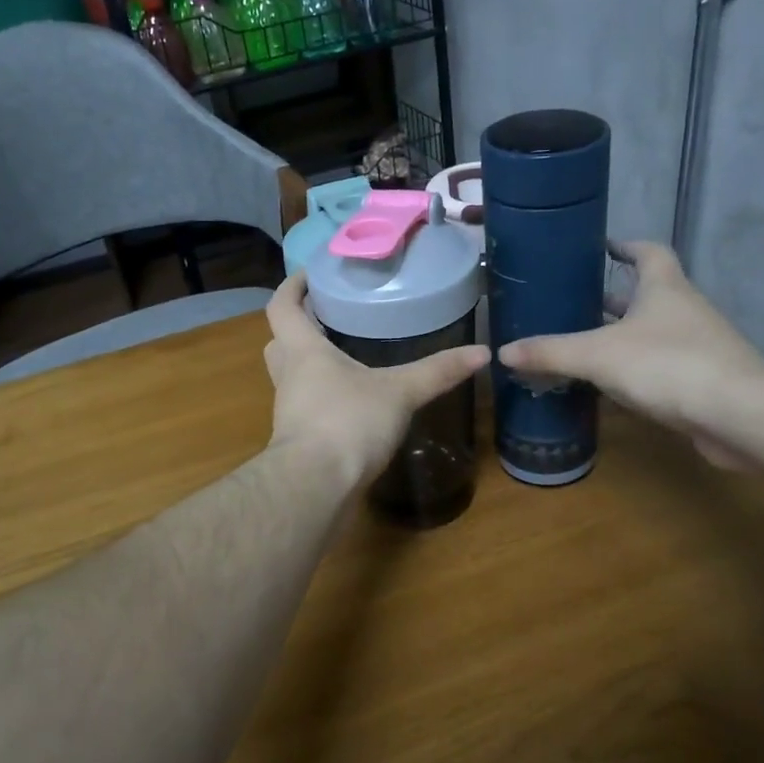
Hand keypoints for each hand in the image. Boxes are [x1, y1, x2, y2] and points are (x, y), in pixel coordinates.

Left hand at [264, 272, 489, 487]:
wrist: (315, 487)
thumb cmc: (348, 423)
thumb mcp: (399, 392)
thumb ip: (438, 372)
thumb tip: (482, 352)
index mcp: (303, 351)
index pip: (282, 307)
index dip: (292, 287)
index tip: (311, 274)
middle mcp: (289, 377)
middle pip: (280, 341)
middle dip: (299, 327)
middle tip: (329, 317)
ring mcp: (289, 411)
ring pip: (291, 377)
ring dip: (309, 365)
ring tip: (345, 357)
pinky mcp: (298, 440)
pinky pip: (305, 407)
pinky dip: (322, 399)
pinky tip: (351, 404)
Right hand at [497, 241, 763, 468]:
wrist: (738, 415)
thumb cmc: (667, 365)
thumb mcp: (597, 355)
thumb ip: (550, 352)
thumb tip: (503, 350)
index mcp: (664, 287)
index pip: (648, 252)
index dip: (625, 246)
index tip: (601, 247)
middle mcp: (684, 310)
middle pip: (647, 294)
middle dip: (612, 297)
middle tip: (574, 301)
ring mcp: (698, 346)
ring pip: (652, 332)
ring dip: (622, 336)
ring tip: (581, 343)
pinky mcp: (702, 381)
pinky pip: (660, 367)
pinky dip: (634, 370)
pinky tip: (607, 386)